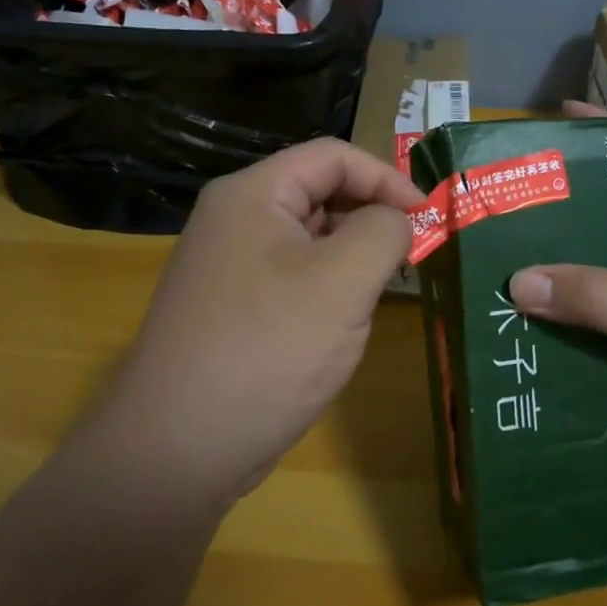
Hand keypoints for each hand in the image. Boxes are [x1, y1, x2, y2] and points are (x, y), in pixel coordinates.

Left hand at [98, 139, 423, 505]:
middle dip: (371, 215)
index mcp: (253, 195)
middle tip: (413, 253)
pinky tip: (346, 320)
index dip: (387, 177)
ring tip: (386, 286)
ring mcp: (228, 267)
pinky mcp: (231, 309)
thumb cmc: (269, 349)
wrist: (178, 449)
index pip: (332, 156)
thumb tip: (395, 220)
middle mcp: (234, 220)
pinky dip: (329, 285)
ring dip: (353, 253)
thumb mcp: (344, 279)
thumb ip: (384, 230)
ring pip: (308, 238)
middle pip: (318, 192)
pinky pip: (292, 276)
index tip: (428, 217)